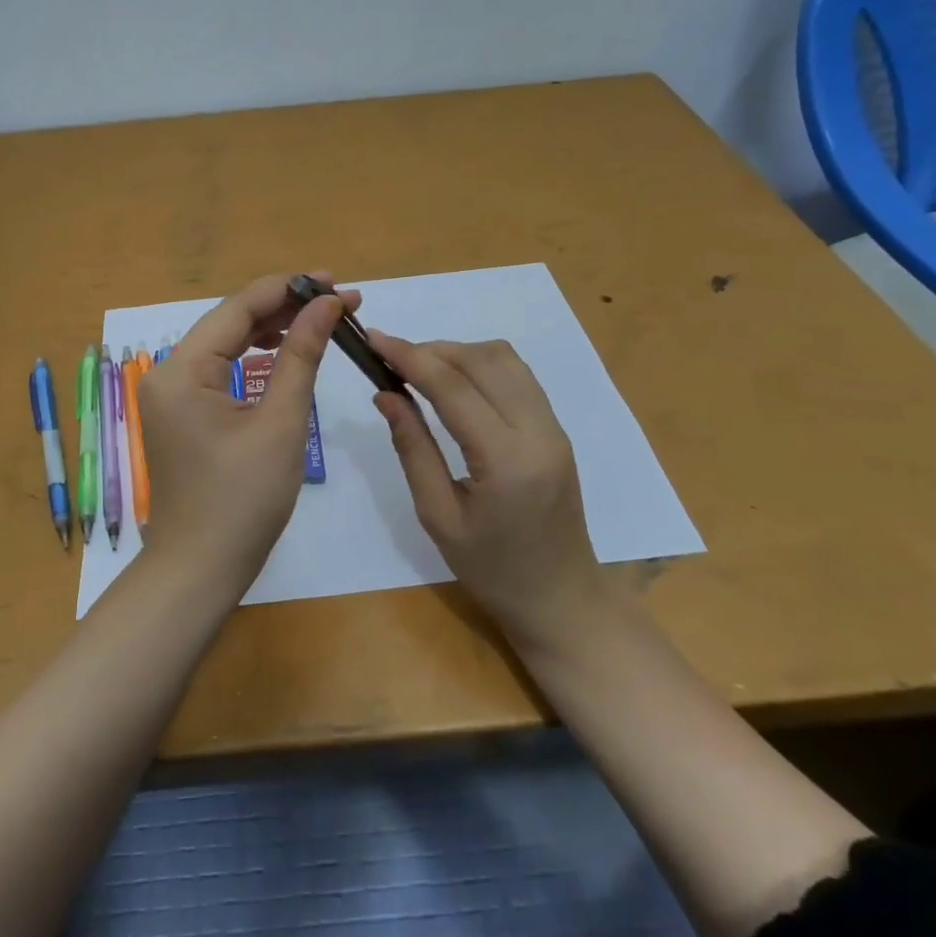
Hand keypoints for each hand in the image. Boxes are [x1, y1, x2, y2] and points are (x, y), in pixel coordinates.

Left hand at [135, 272, 355, 592]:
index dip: (288, 288)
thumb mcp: (281, 423)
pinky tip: (283, 350)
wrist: (200, 570)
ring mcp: (171, 393)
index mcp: (182, 370)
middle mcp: (168, 372)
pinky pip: (220, 369)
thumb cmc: (243, 501)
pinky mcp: (182, 411)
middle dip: (284, 307)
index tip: (334, 281)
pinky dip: (253, 356)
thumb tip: (327, 304)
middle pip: (230, 321)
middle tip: (338, 301)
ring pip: (226, 343)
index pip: (238, 308)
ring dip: (271, 329)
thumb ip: (302, 356)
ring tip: (319, 319)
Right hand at [370, 334, 601, 651]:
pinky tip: (455, 381)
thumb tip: (385, 394)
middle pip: (481, 360)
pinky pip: (518, 374)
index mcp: (506, 461)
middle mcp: (538, 432)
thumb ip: (412, 448)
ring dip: (458, 352)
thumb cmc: (491, 570)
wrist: (561, 598)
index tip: (374, 338)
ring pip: (504, 358)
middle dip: (431, 350)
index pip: (453, 387)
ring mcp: (553, 427)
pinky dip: (481, 364)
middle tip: (391, 359)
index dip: (410, 356)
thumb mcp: (438, 516)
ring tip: (420, 369)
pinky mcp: (556, 428)